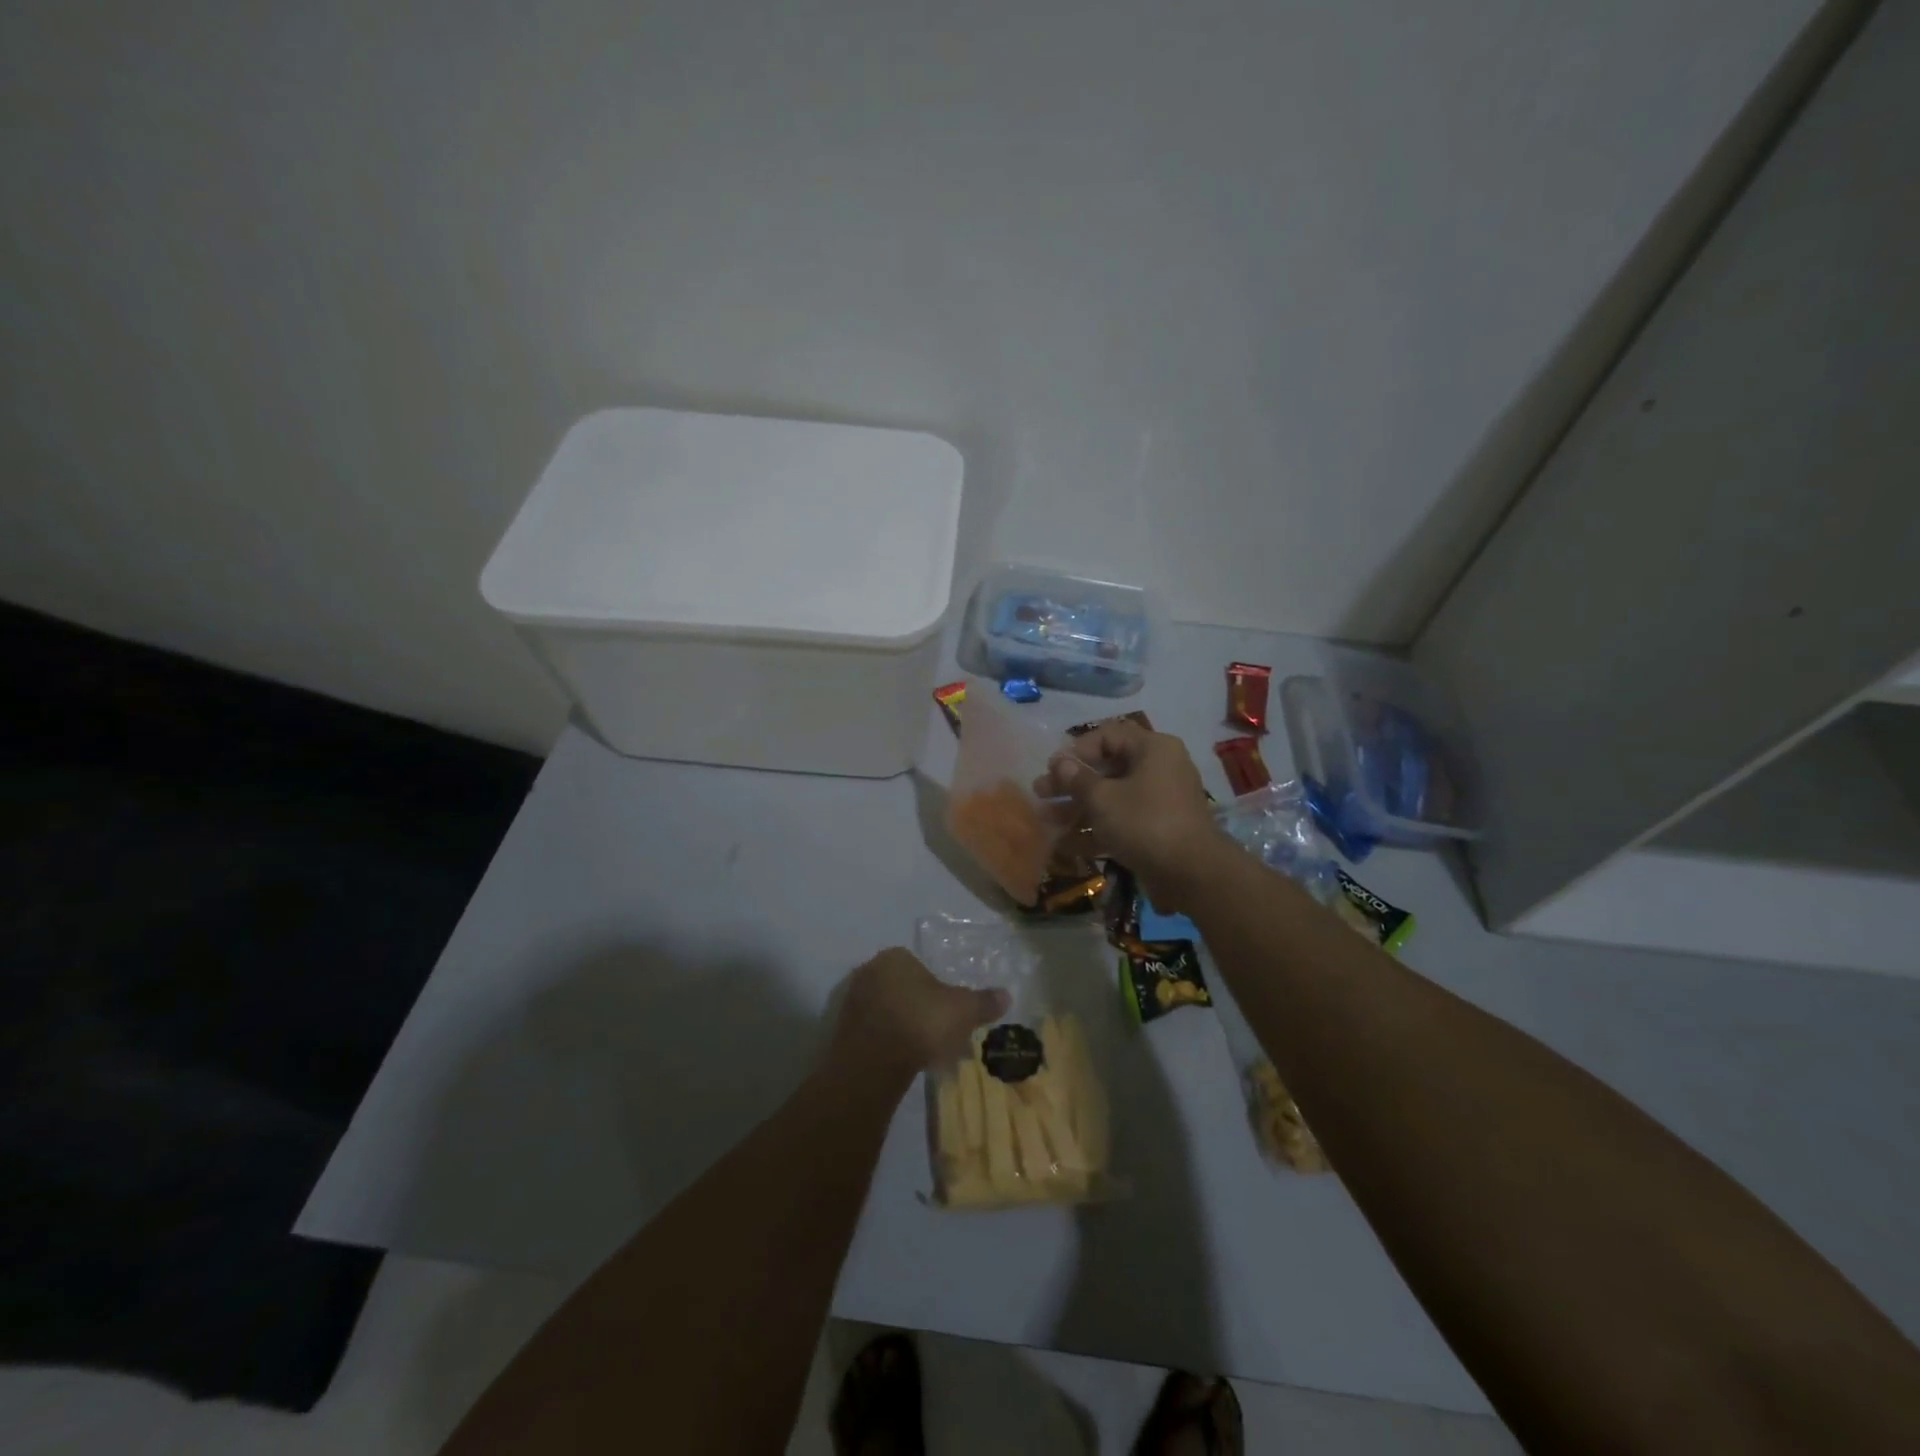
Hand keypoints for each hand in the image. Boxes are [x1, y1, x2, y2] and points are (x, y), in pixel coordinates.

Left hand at [830, 947, 1009, 1082]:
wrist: (873, 1062)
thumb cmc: (921, 1022)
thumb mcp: (963, 1010)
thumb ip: (984, 1001)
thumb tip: (1007, 995)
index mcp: (895, 956)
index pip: (919, 966)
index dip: (937, 989)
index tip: (949, 1012)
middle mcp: (869, 970)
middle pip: (902, 987)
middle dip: (919, 1007)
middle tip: (938, 1032)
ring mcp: (852, 1000)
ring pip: (886, 1010)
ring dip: (902, 1025)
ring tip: (922, 1051)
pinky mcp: (842, 1030)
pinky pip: (873, 1031)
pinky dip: (887, 1042)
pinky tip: (902, 1060)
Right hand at [1039, 719, 1225, 908]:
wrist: (1193, 874)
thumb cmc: (1145, 823)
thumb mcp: (1102, 799)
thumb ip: (1077, 779)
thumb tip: (1059, 762)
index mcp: (1152, 749)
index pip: (1108, 736)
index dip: (1076, 750)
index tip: (1052, 768)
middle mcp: (1159, 769)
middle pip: (1107, 768)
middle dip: (1071, 783)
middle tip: (1040, 793)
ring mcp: (1160, 802)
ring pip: (1112, 798)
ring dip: (1078, 808)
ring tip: (1046, 820)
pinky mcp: (1157, 830)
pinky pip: (1122, 821)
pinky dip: (1096, 829)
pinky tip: (1065, 845)